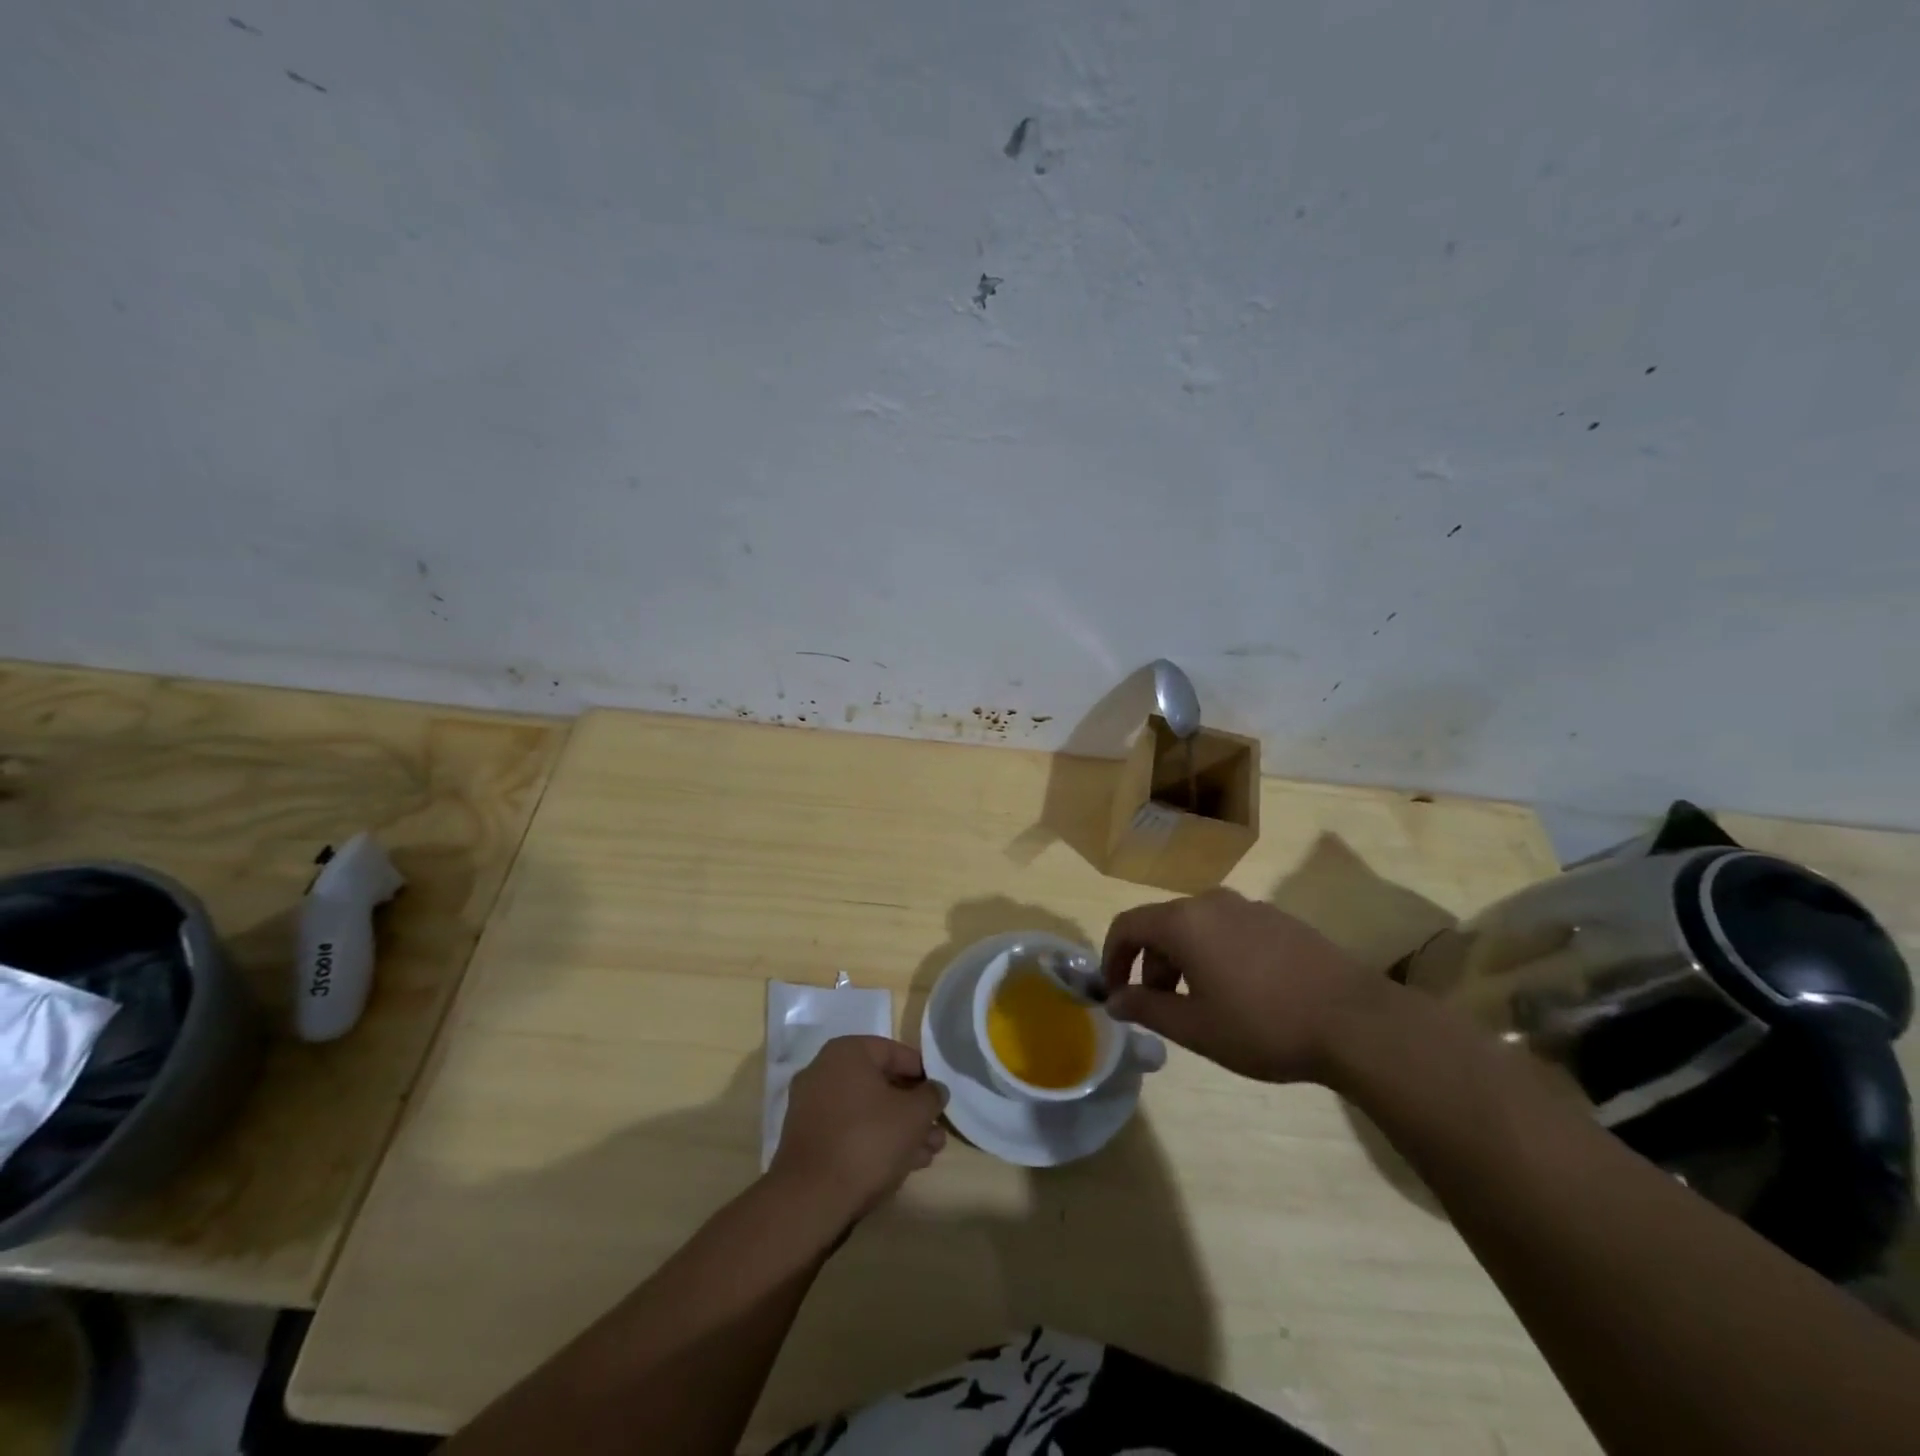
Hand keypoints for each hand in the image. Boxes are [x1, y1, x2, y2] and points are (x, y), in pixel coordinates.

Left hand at [769, 1036, 947, 1218]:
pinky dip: (874, 1141)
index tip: (940, 1095)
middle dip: (912, 1108)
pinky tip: (902, 1165)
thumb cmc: (867, 1140)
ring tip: (928, 1153)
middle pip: (881, 1084)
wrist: (811, 1199)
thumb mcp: (913, 1114)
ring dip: (899, 1129)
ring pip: (866, 1111)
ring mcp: (812, 1107)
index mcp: (846, 1052)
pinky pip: (849, 1131)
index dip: (923, 1073)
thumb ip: (931, 1096)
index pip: (895, 1052)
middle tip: (937, 1129)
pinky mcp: (808, 1140)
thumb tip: (935, 1090)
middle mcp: (824, 1071)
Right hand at [1100, 889, 1398, 1084]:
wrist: (1356, 1021)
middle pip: (1163, 925)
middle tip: (1159, 1006)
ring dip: (1184, 960)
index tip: (1114, 992)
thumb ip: (1146, 1008)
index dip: (1112, 957)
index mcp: (1184, 922)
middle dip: (1150, 964)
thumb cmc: (1263, 1025)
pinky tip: (1241, 993)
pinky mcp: (1280, 920)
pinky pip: (1230, 930)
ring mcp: (1250, 907)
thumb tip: (1114, 1000)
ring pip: (1198, 927)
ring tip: (1200, 1004)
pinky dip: (1216, 954)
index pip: (1128, 925)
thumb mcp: (1195, 1027)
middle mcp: (1212, 902)